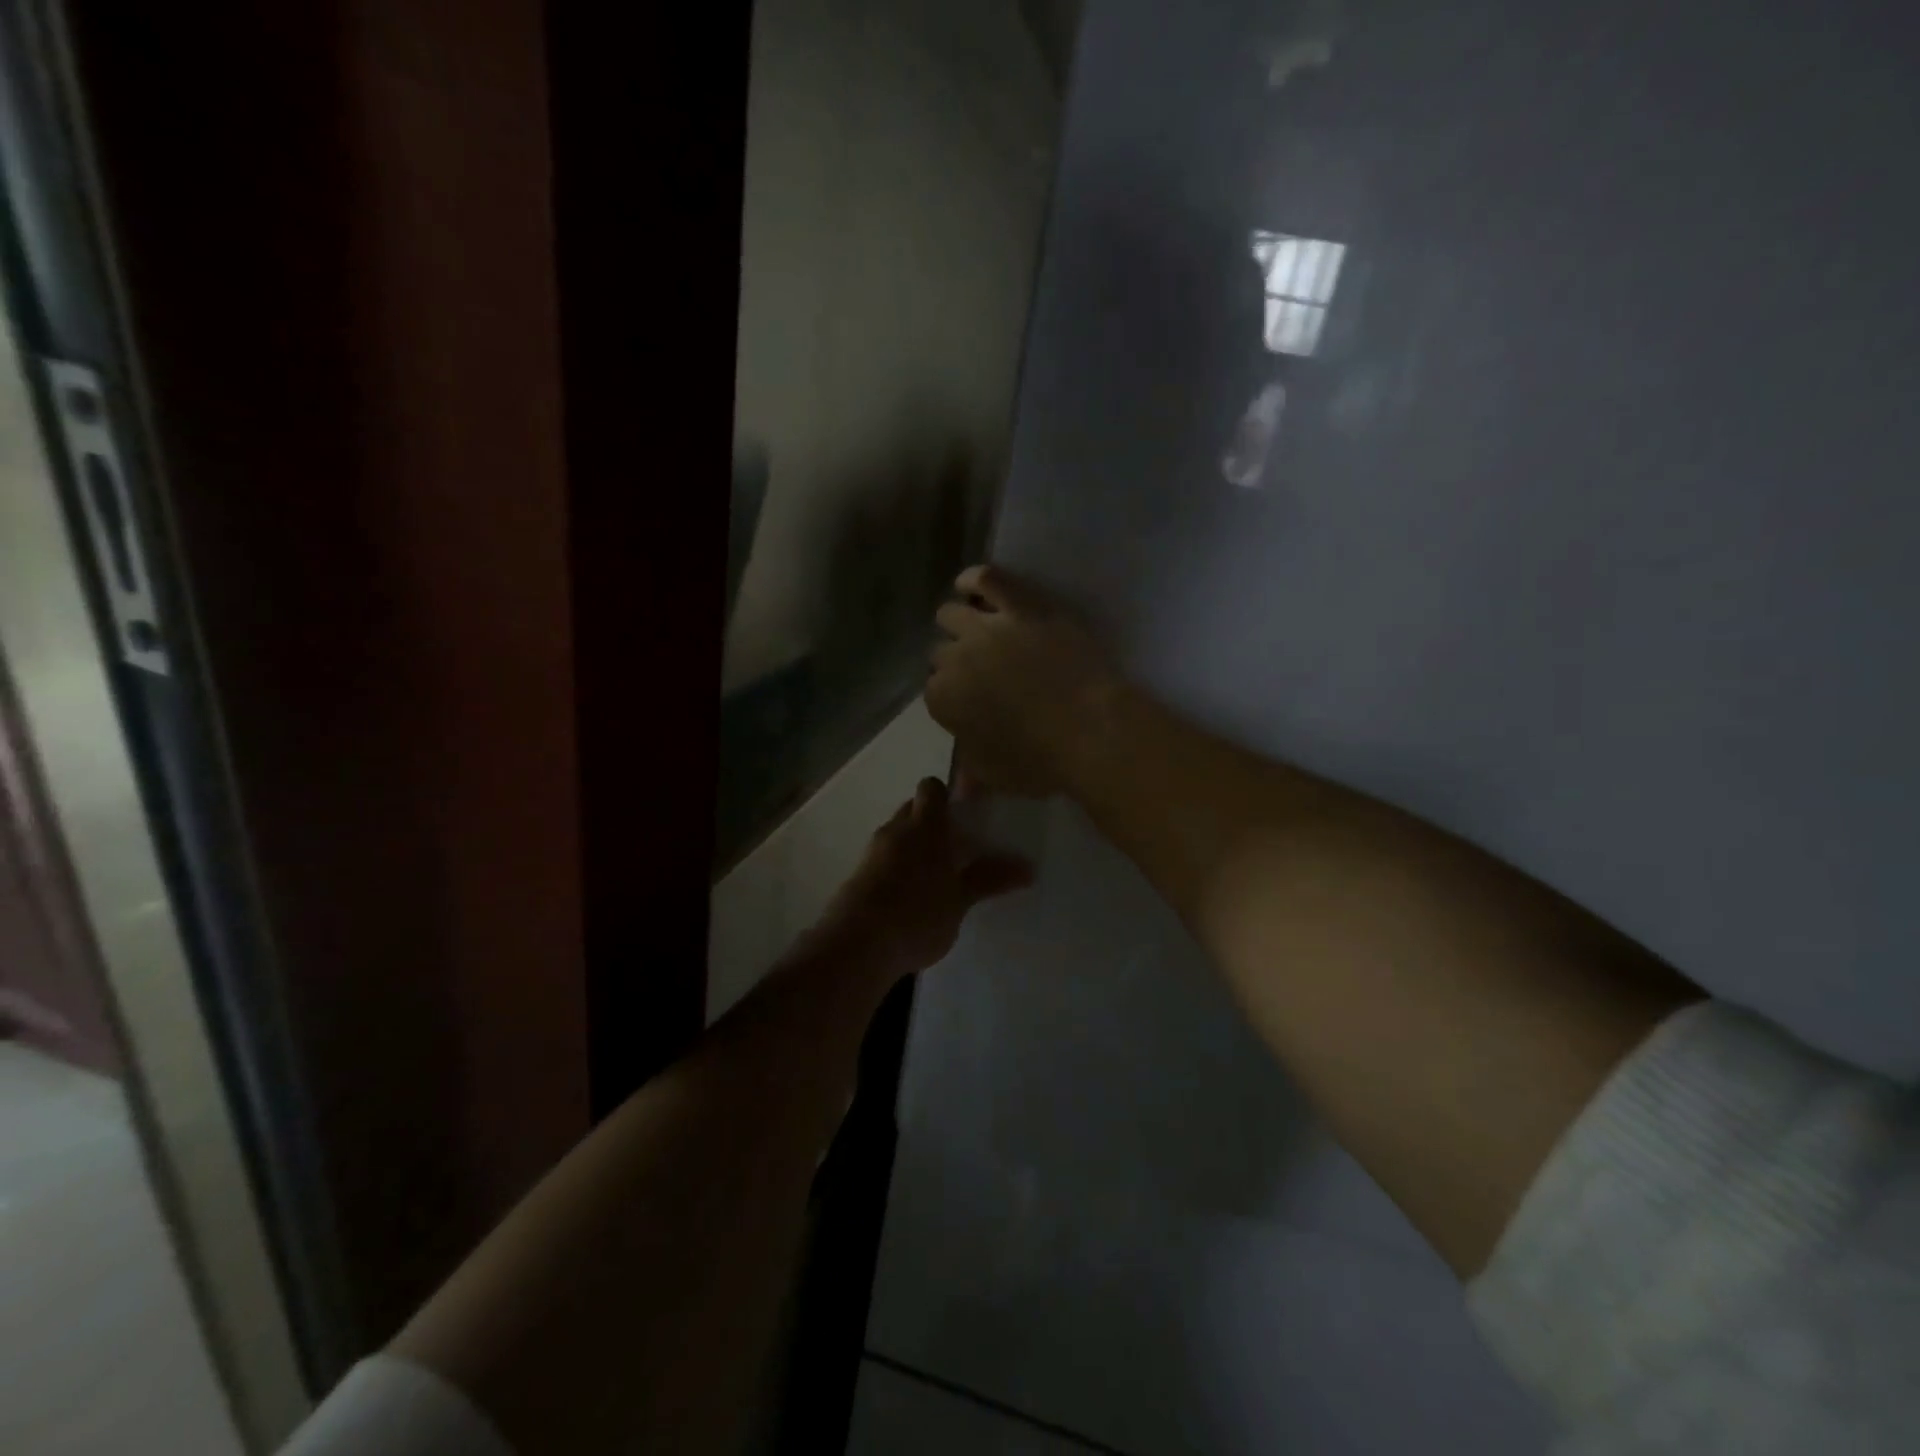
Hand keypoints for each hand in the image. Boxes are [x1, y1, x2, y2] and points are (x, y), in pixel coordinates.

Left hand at [818, 777, 1033, 978]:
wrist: (857, 945)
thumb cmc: (918, 913)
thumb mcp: (960, 899)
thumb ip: (989, 879)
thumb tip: (1028, 867)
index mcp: (925, 825)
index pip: (932, 788)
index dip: (948, 794)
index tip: (966, 813)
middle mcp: (896, 830)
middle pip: (913, 810)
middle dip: (932, 822)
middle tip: (957, 848)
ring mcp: (872, 853)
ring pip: (897, 837)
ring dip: (914, 848)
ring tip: (937, 879)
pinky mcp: (857, 878)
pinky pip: (883, 862)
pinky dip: (897, 871)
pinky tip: (912, 900)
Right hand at [928, 565, 1122, 795]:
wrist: (1092, 729)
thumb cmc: (1042, 760)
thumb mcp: (998, 776)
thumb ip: (972, 771)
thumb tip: (960, 787)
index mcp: (943, 700)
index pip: (933, 691)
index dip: (951, 696)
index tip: (969, 702)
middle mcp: (954, 659)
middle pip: (940, 652)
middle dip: (954, 661)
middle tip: (979, 671)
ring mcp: (986, 627)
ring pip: (951, 614)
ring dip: (958, 624)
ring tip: (975, 630)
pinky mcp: (1021, 605)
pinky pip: (986, 578)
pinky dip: (974, 580)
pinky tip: (971, 586)